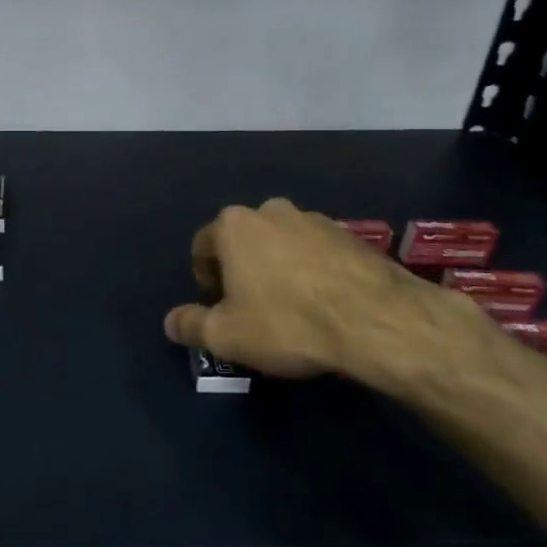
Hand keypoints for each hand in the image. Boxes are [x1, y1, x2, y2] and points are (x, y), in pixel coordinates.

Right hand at [162, 199, 496, 394]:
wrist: (376, 320)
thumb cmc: (286, 322)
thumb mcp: (226, 335)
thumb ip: (191, 326)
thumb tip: (169, 322)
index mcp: (233, 226)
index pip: (202, 246)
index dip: (205, 279)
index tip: (219, 308)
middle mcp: (271, 211)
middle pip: (243, 241)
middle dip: (242, 270)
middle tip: (252, 309)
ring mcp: (314, 219)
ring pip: (282, 244)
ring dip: (278, 268)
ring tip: (292, 309)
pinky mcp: (351, 235)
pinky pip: (317, 253)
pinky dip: (312, 272)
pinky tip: (324, 305)